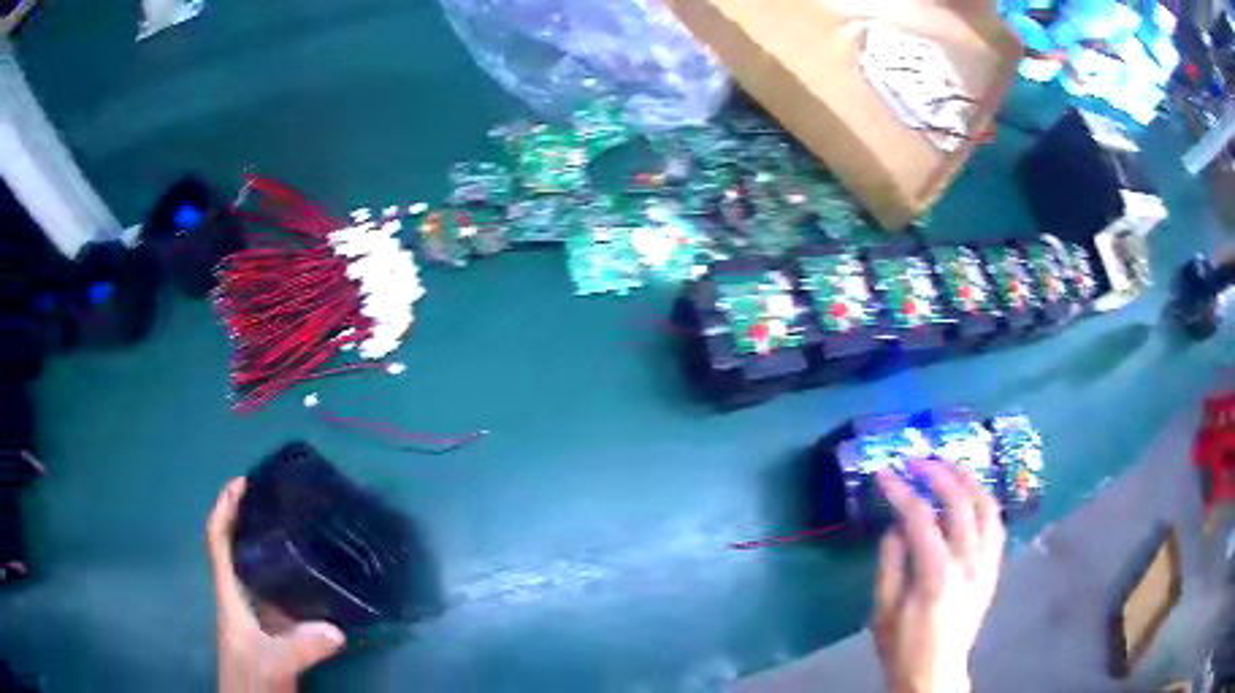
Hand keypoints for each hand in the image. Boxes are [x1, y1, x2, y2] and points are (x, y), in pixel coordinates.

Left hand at [207, 478, 346, 692]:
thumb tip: (337, 629)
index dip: (225, 509)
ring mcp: (258, 617)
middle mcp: (241, 599)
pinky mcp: (275, 632)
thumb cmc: (250, 681)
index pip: (218, 542)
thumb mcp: (273, 663)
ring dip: (272, 547)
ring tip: (299, 528)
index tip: (242, 483)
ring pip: (260, 571)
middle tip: (279, 499)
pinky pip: (281, 594)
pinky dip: (292, 578)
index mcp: (230, 596)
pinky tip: (315, 578)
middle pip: (239, 549)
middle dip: (250, 519)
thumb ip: (299, 647)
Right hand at [872, 461, 1005, 692]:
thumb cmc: (902, 647)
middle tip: (918, 460)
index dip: (901, 491)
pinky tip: (972, 496)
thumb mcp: (882, 611)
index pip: (920, 518)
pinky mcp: (994, 570)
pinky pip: (997, 526)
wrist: (936, 673)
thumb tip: (896, 525)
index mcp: (936, 576)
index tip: (884, 472)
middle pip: (960, 503)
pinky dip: (985, 503)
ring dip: (970, 480)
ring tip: (951, 465)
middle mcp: (969, 563)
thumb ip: (890, 563)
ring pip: (988, 507)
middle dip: (938, 473)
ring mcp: (987, 565)